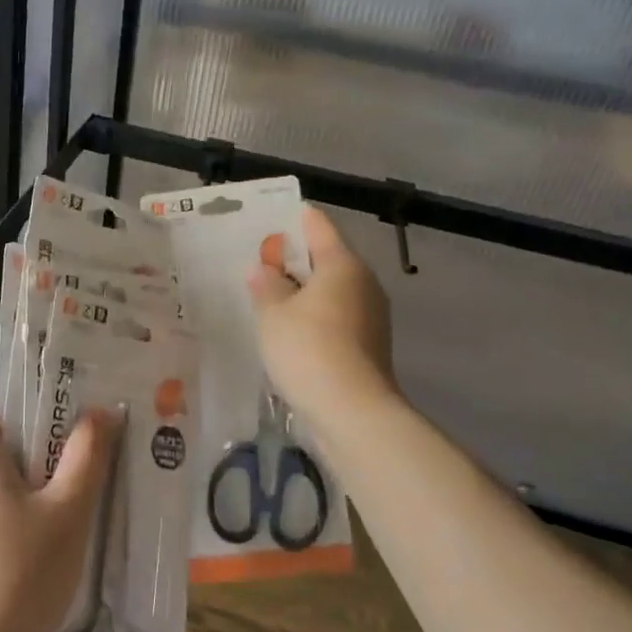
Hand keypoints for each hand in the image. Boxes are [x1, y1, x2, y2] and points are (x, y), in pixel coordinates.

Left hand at [0, 401, 118, 631]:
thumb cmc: (20, 578)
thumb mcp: (69, 515)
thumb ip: (87, 456)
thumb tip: (101, 411)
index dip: (21, 419)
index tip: (52, 450)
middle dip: (19, 465)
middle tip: (59, 498)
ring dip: (0, 502)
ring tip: (38, 542)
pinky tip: (6, 577)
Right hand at [248, 205, 397, 420]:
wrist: (352, 412)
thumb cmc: (308, 350)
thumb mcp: (273, 314)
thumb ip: (266, 285)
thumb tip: (265, 270)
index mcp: (342, 264)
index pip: (317, 225)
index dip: (293, 219)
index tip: (268, 220)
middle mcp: (363, 282)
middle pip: (326, 258)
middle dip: (294, 259)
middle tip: (260, 264)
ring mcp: (371, 315)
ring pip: (332, 290)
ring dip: (303, 291)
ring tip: (269, 298)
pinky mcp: (369, 344)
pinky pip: (336, 316)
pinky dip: (314, 316)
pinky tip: (290, 331)